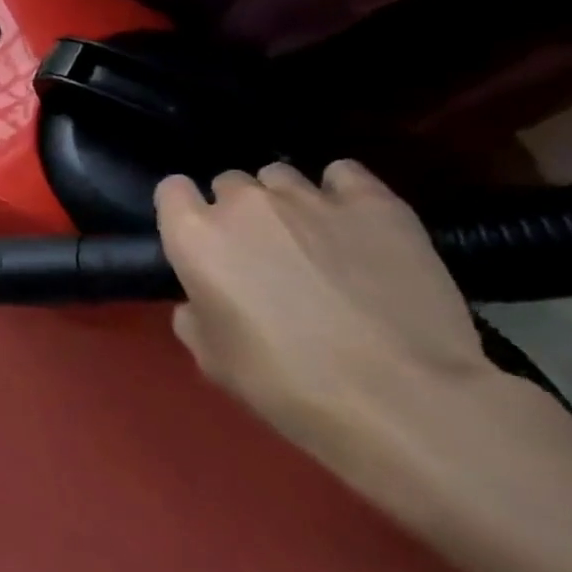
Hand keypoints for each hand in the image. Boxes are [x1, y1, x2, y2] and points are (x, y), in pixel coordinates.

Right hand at [155, 160, 496, 475]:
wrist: (399, 398)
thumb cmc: (284, 382)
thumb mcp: (211, 357)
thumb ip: (194, 313)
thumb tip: (203, 300)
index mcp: (195, 236)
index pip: (172, 190)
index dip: (184, 212)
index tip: (200, 241)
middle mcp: (244, 203)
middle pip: (229, 183)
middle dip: (237, 211)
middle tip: (261, 253)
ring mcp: (310, 197)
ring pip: (281, 176)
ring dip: (285, 201)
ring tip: (312, 239)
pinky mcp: (375, 203)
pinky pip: (344, 174)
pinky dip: (341, 191)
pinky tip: (353, 222)